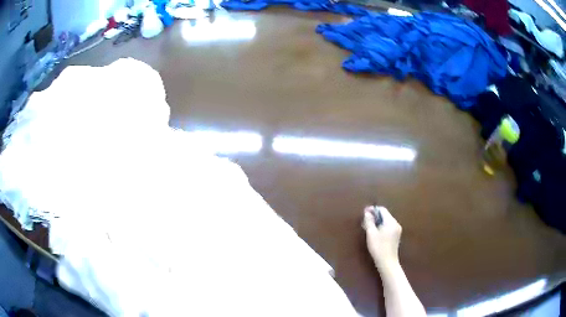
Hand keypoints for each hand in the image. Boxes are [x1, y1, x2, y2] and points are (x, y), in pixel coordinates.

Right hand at [362, 206, 401, 269]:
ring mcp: (397, 231)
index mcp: (391, 222)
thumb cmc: (379, 248)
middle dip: (374, 216)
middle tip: (364, 220)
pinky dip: (381, 227)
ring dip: (377, 222)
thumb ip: (369, 221)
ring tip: (367, 227)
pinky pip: (387, 227)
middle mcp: (396, 224)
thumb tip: (367, 212)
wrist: (387, 262)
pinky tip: (374, 233)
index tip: (364, 212)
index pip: (382, 210)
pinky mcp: (395, 237)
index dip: (373, 209)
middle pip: (385, 215)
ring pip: (386, 222)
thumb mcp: (371, 234)